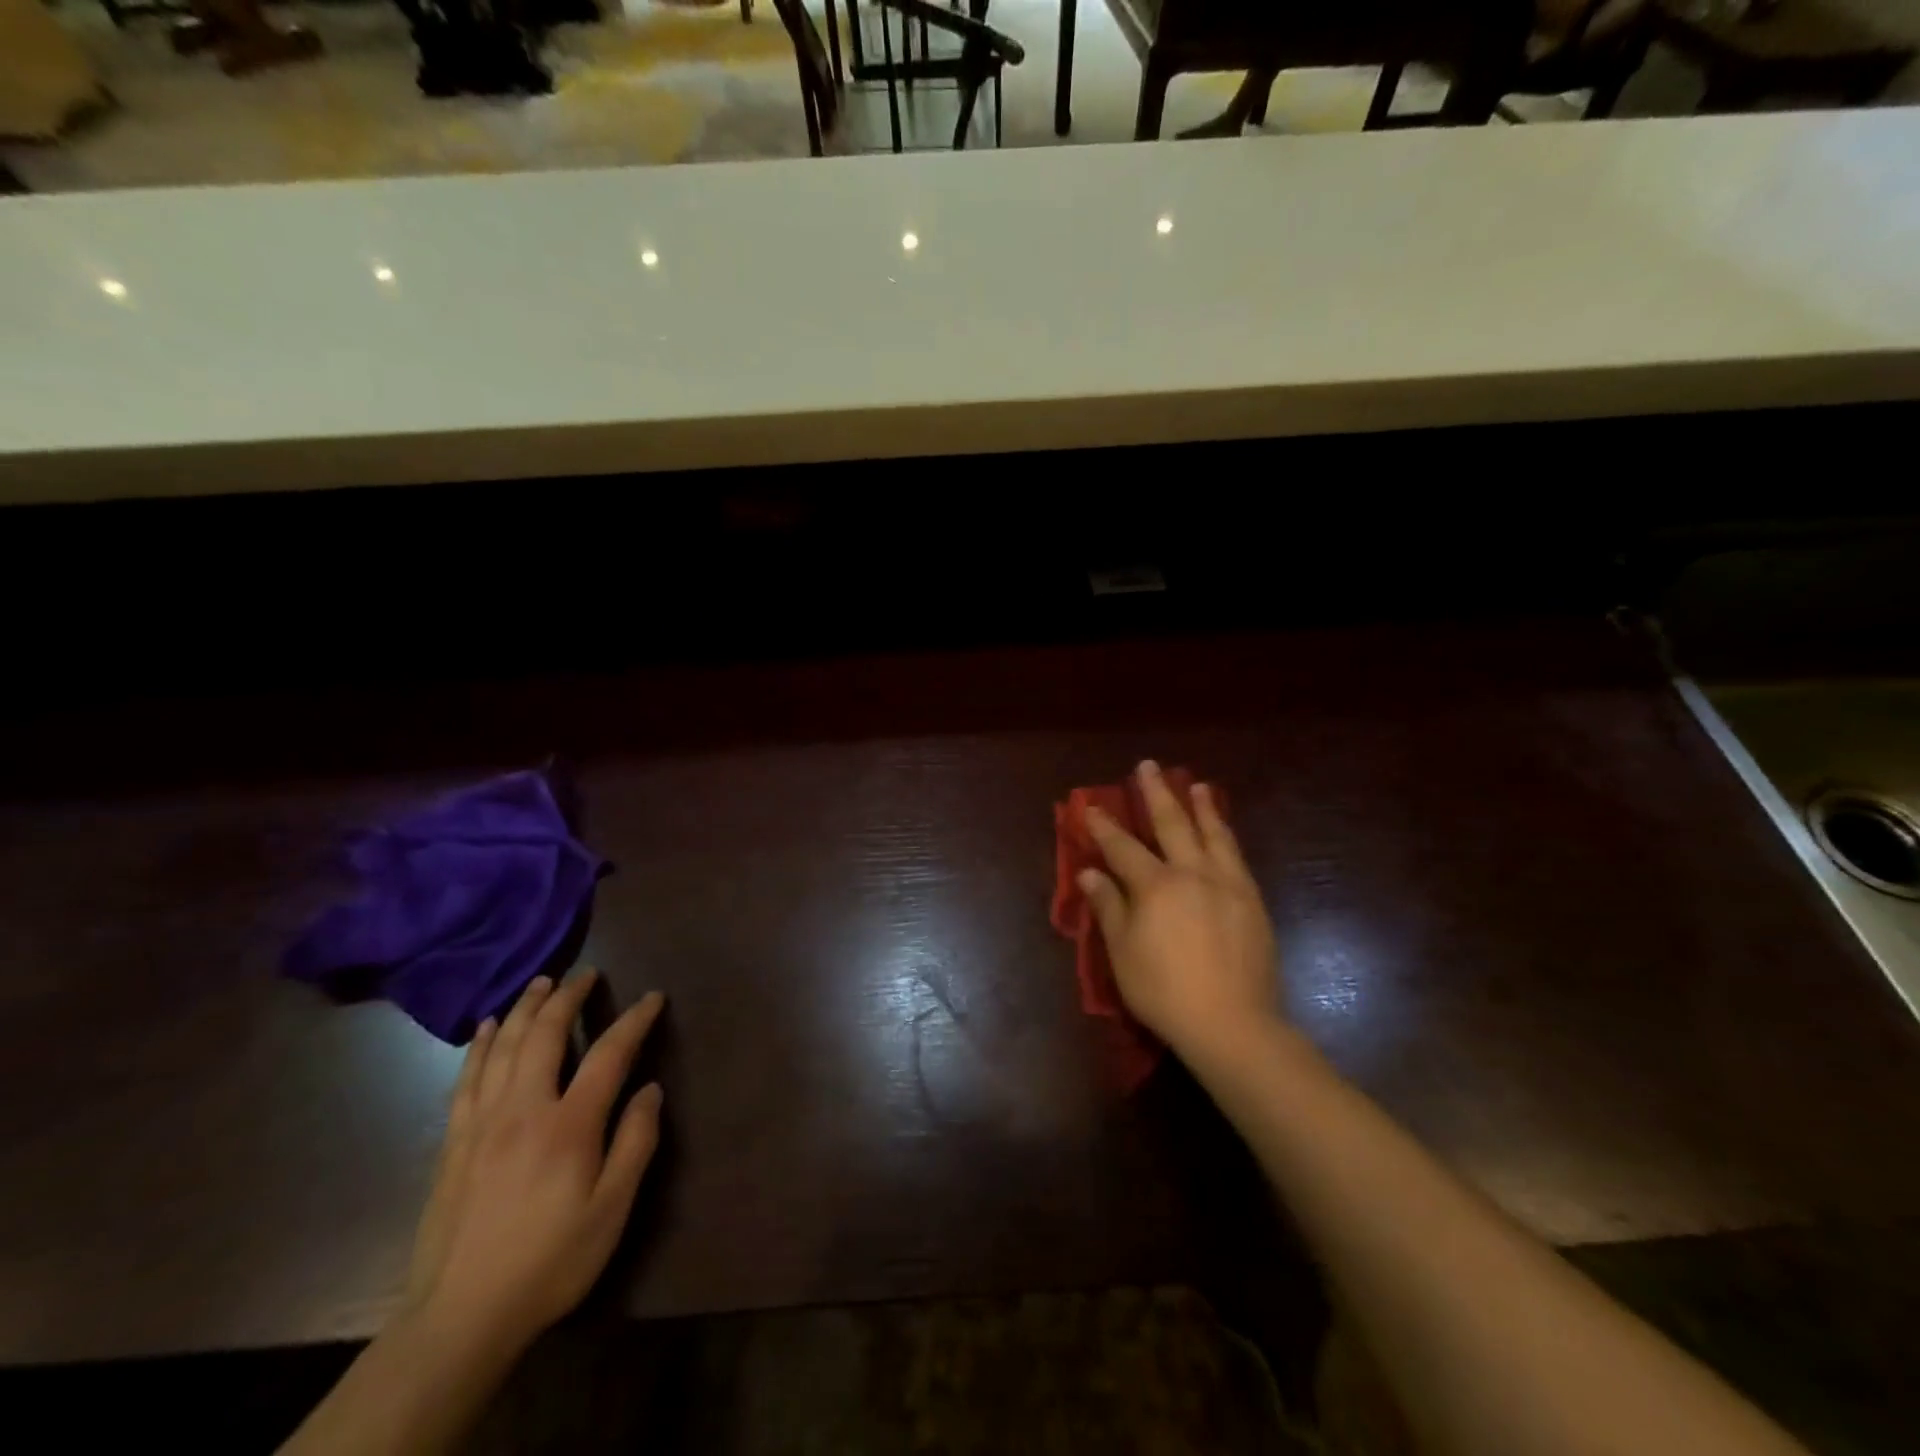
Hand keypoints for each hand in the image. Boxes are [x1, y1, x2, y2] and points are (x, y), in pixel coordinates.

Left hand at [404, 969, 664, 1356]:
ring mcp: (482, 1123)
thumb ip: (635, 1143)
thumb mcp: (611, 1210)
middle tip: (586, 974)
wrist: (459, 1319)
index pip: (609, 1053)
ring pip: (504, 1047)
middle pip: (546, 1035)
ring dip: (525, 1008)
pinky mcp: (454, 1143)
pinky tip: (488, 1029)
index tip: (653, 997)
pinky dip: (481, 1045)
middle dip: (568, 997)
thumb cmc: (550, 1262)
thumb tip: (650, 1090)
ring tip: (540, 983)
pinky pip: (467, 1078)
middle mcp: (523, 1109)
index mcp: (568, 1125)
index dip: (634, 1020)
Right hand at [1080, 760, 1281, 1063]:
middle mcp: (1192, 873)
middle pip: (1171, 823)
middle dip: (1156, 793)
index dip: (1104, 825)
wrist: (1232, 1023)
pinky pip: (1236, 856)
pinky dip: (1226, 835)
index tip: (1090, 805)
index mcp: (1155, 885)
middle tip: (1149, 766)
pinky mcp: (1252, 900)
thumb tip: (1090, 873)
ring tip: (1195, 784)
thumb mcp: (1123, 953)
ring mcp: (1227, 884)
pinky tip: (1224, 831)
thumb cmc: (1164, 991)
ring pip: (1213, 833)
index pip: (1122, 846)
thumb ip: (1108, 907)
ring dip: (1201, 806)